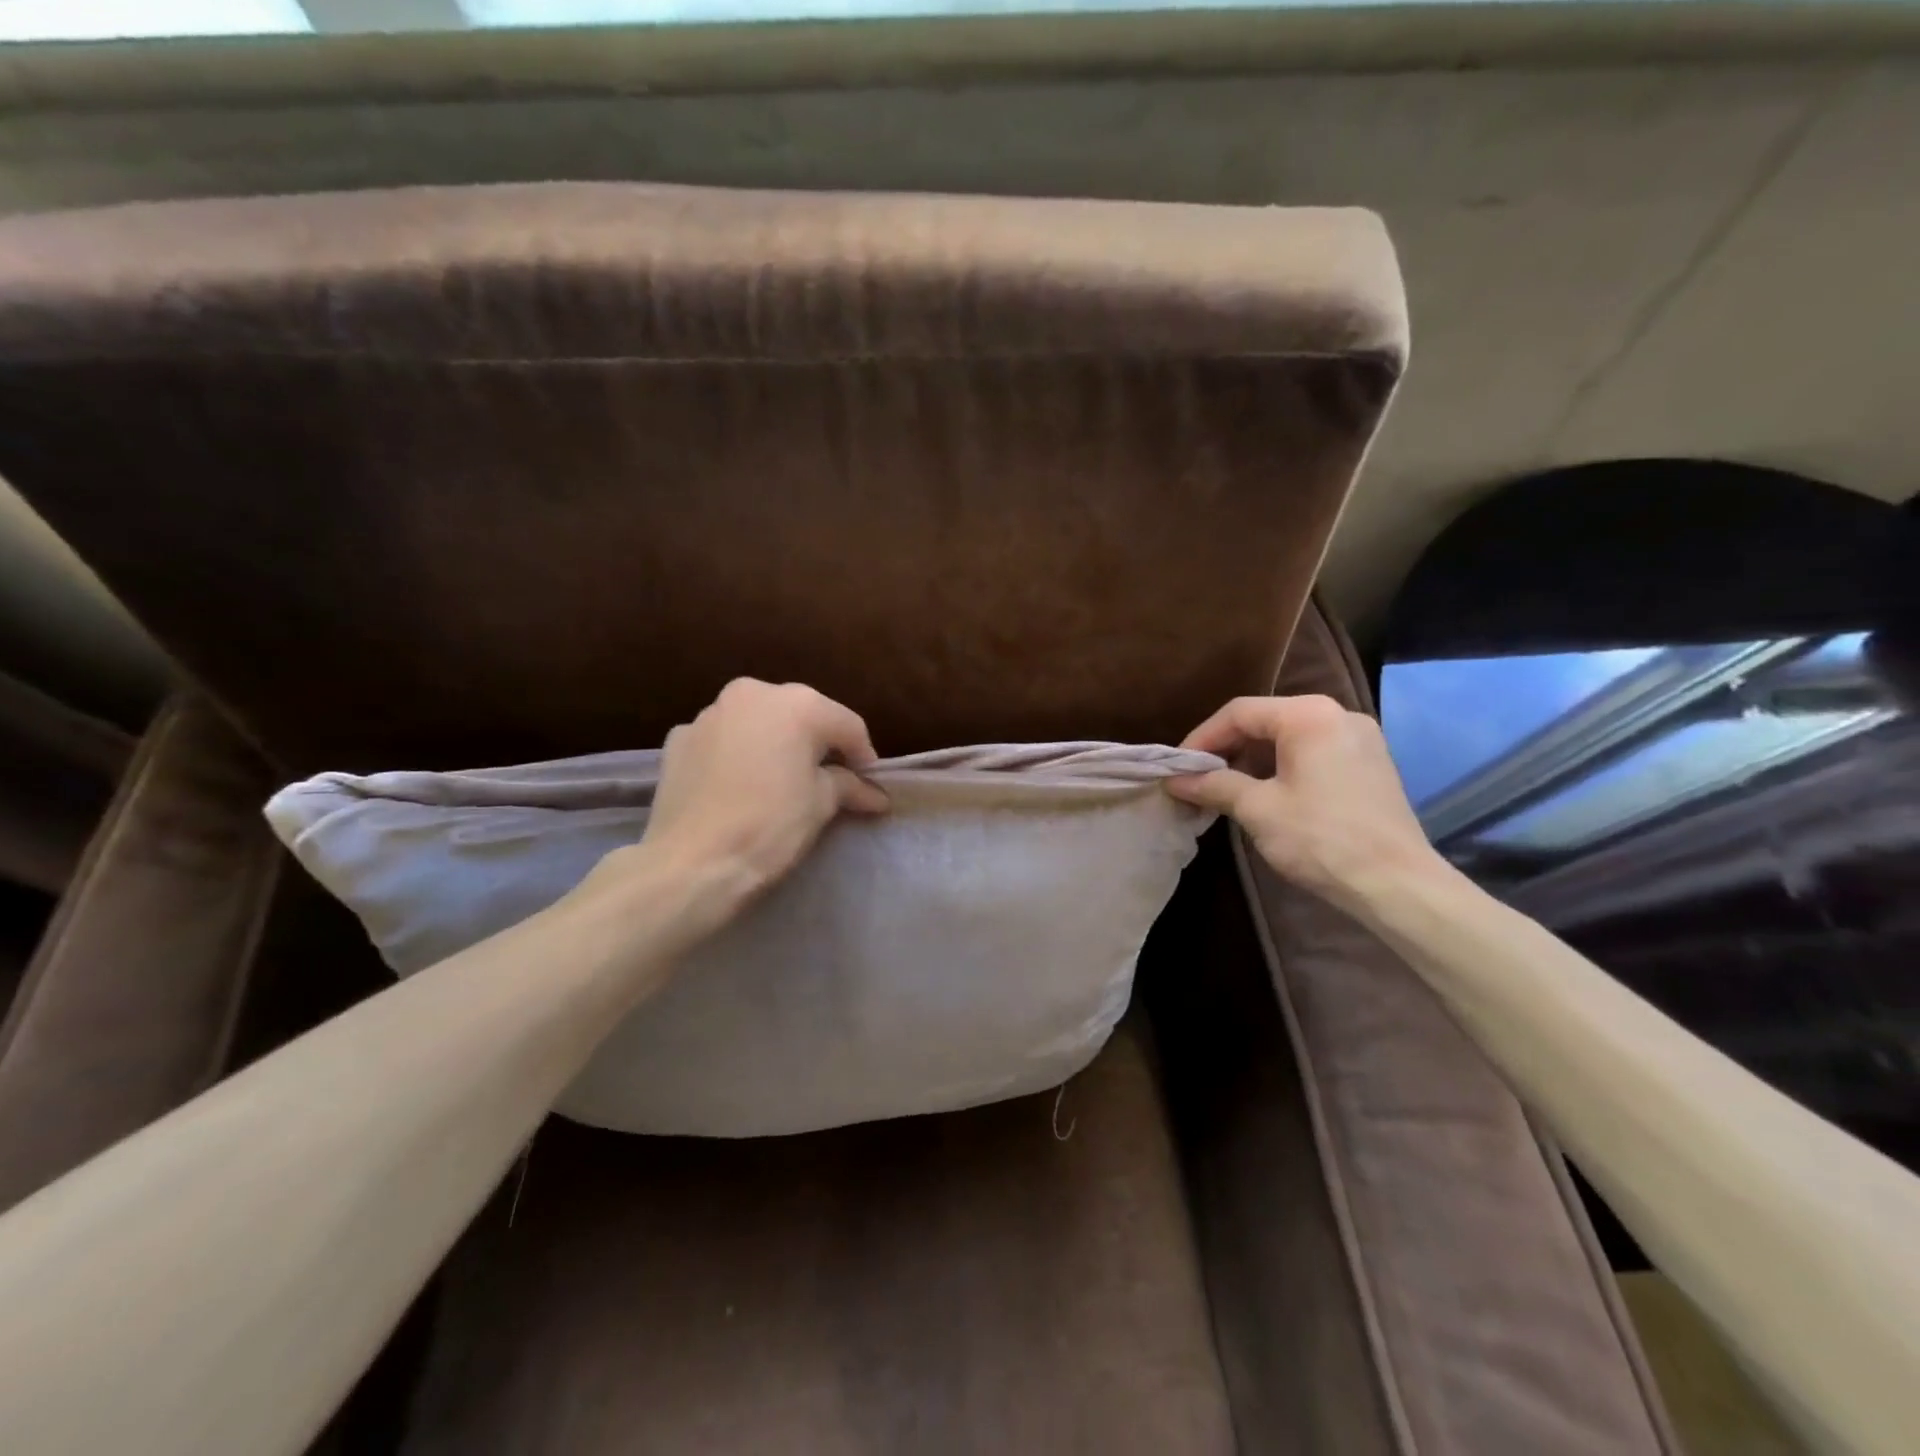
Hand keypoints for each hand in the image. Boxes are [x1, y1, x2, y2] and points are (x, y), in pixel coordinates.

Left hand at [639, 678, 888, 896]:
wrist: (691, 863)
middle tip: (829, 778)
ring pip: (758, 722)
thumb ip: (849, 785)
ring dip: (774, 744)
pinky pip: (722, 740)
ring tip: (780, 780)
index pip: (846, 724)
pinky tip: (739, 785)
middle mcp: (752, 693)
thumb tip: (875, 794)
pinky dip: (737, 754)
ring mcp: (710, 713)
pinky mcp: (678, 738)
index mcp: (797, 704)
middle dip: (817, 743)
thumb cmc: (770, 826)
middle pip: (801, 715)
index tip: (869, 784)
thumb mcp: (821, 804)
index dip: (863, 755)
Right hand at [1167, 695, 1443, 907]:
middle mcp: (1337, 714)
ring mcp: (1359, 738)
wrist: (1397, 885)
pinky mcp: (1370, 763)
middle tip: (1197, 778)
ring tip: (1224, 789)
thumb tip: (1175, 780)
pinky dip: (1282, 767)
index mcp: (1309, 715)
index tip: (1177, 767)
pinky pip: (1313, 752)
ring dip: (1252, 759)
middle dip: (1227, 749)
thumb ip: (1214, 785)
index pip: (1239, 712)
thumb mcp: (1258, 809)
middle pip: (1266, 720)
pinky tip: (1264, 794)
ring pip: (1289, 737)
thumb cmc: (1320, 839)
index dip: (1202, 738)